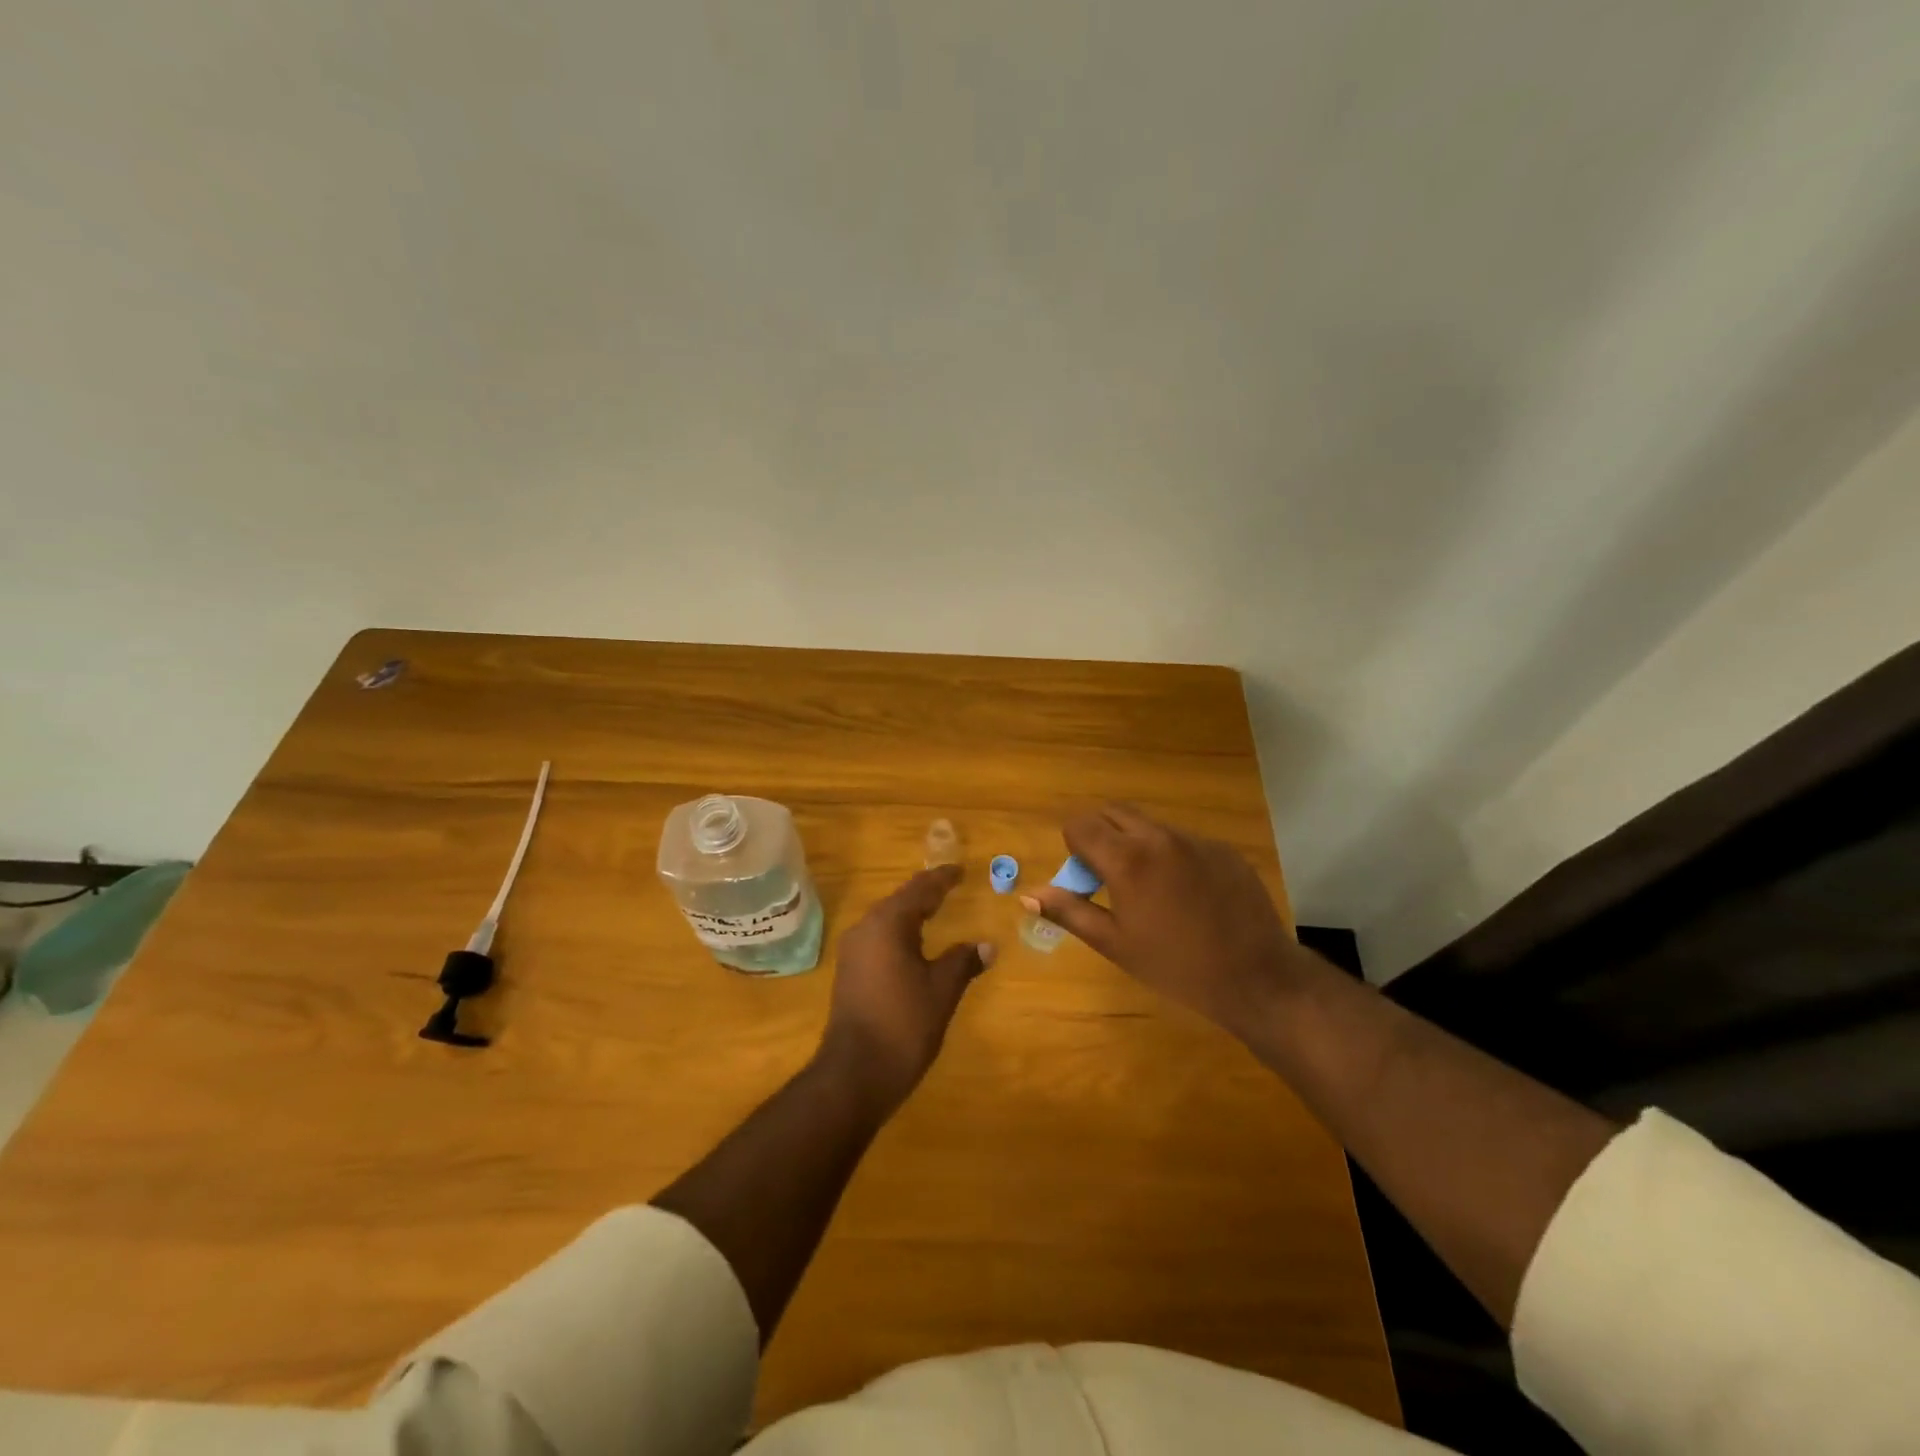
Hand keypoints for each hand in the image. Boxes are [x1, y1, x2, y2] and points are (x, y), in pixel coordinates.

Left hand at [819, 864, 995, 1111]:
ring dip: (911, 913)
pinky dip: (899, 932)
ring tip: (935, 909)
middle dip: (925, 892)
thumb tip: (987, 946)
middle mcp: (866, 928)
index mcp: (888, 923)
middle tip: (950, 885)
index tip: (960, 870)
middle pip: (900, 900)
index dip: (942, 879)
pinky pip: (878, 938)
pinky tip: (913, 944)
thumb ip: (963, 961)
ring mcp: (853, 951)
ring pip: (887, 919)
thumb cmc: (904, 1024)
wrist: (855, 1073)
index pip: (920, 889)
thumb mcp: (942, 990)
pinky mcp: (850, 971)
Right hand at [1024, 804, 1302, 1038]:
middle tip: (1108, 877)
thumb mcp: (1115, 944)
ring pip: (1149, 825)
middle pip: (1113, 812)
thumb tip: (1028, 895)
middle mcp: (1159, 837)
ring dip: (1135, 843)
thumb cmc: (1176, 967)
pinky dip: (1170, 855)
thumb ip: (1069, 912)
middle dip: (1100, 834)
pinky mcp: (1223, 850)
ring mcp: (1196, 840)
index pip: (1080, 824)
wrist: (1256, 977)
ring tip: (1149, 890)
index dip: (1073, 846)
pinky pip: (1183, 840)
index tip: (1084, 878)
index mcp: (1128, 859)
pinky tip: (1186, 896)